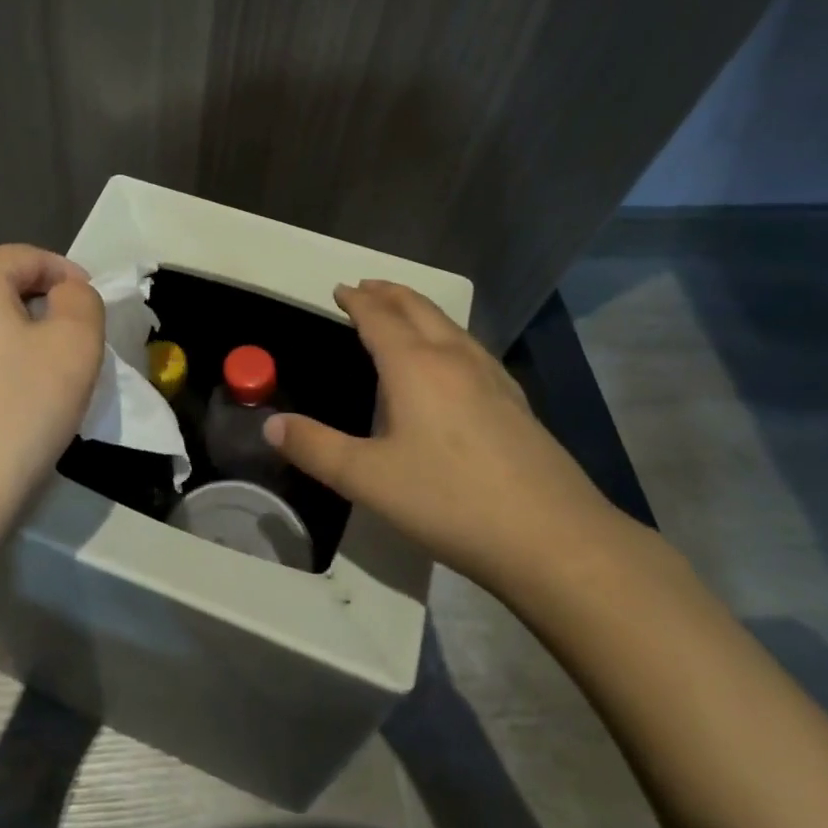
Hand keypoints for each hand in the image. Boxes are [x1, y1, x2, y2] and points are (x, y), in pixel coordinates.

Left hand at [0, 245, 104, 548]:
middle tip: (75, 348)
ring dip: (16, 340)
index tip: (95, 311)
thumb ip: (81, 301)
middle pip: (1, 289)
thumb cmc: (14, 414)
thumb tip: (65, 293)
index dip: (70, 277)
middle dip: (42, 310)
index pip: (30, 258)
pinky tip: (5, 405)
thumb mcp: (75, 346)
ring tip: (44, 379)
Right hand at [263, 280, 619, 595]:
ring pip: (451, 326)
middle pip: (419, 310)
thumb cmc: (451, 502)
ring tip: (404, 312)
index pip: (380, 318)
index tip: (340, 289)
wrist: (555, 540)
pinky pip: (472, 350)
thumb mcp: (367, 479)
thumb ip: (315, 448)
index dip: (357, 300)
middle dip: (390, 294)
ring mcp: (492, 380)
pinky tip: (455, 362)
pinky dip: (448, 336)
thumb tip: (271, 424)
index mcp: (415, 367)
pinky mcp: (516, 404)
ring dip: (421, 310)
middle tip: (367, 287)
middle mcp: (455, 360)